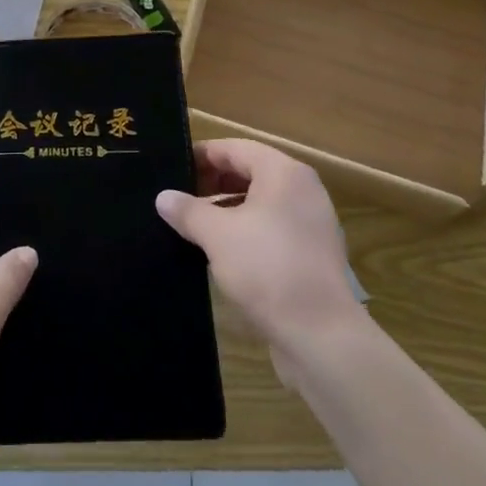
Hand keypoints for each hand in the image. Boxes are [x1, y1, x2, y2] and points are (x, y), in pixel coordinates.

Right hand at [155, 139, 366, 387]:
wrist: (322, 337)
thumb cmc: (267, 269)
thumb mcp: (217, 235)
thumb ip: (188, 211)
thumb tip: (163, 197)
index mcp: (283, 173)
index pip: (234, 148)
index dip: (201, 155)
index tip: (172, 168)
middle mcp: (302, 189)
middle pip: (249, 171)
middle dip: (213, 182)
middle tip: (179, 197)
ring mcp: (312, 223)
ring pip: (261, 201)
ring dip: (227, 207)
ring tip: (194, 224)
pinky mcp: (313, 254)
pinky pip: (273, 227)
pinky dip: (246, 229)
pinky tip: (222, 250)